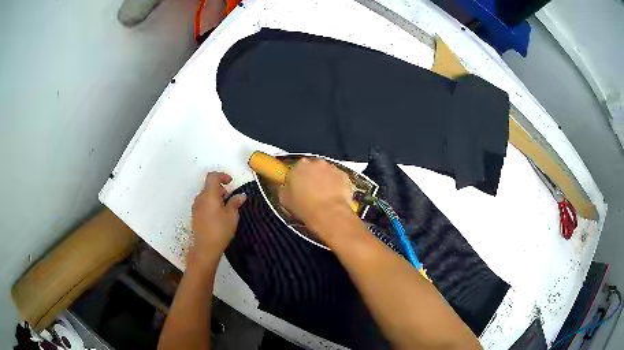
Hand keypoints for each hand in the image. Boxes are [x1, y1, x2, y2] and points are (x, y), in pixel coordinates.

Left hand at [188, 172, 245, 269]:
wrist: (205, 247)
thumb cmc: (220, 229)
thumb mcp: (232, 215)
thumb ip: (235, 203)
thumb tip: (240, 195)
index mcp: (209, 194)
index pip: (213, 176)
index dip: (222, 176)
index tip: (230, 182)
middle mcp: (200, 197)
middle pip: (209, 186)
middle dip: (220, 189)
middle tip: (230, 199)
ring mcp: (196, 206)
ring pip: (206, 195)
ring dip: (215, 197)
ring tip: (225, 209)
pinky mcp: (195, 215)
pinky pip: (203, 203)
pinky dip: (211, 204)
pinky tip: (218, 216)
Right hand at [278, 158, 354, 236]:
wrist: (329, 215)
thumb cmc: (304, 208)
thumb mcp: (284, 200)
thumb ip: (284, 189)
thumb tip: (286, 188)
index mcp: (299, 166)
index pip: (296, 167)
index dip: (297, 178)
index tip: (297, 186)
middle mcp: (316, 163)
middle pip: (312, 167)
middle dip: (311, 176)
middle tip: (310, 191)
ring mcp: (332, 168)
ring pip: (326, 172)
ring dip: (325, 180)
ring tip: (324, 196)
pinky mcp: (344, 176)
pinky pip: (338, 178)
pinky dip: (337, 185)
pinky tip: (334, 197)